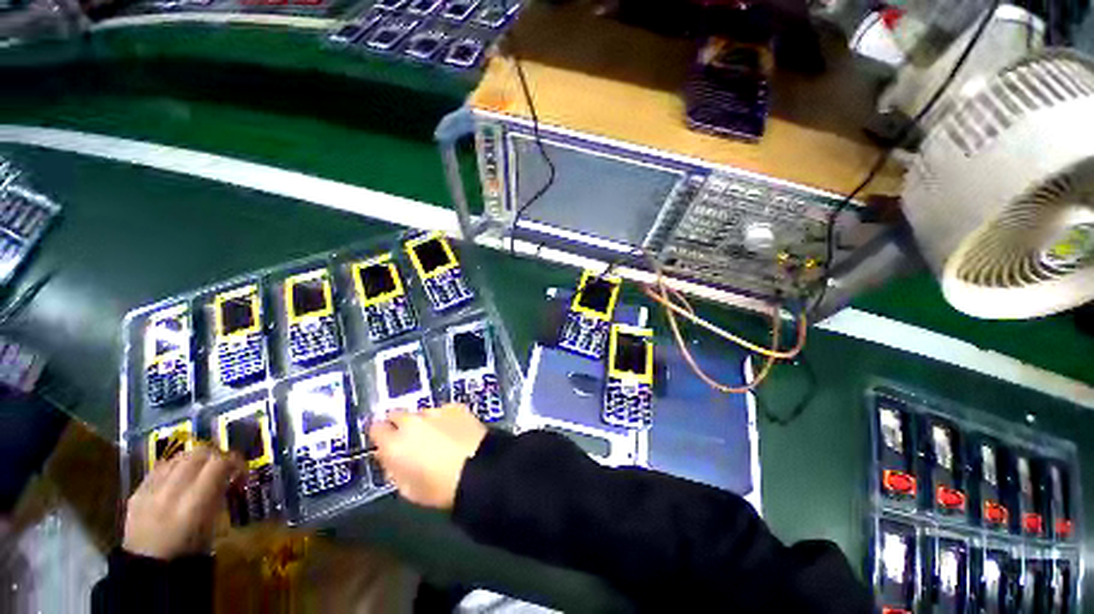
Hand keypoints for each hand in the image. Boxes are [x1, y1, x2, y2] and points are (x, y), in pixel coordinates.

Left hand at [123, 446, 243, 559]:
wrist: (147, 571)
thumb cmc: (189, 554)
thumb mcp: (213, 527)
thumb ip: (219, 497)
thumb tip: (230, 477)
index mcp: (195, 502)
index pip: (219, 463)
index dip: (235, 461)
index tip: (241, 472)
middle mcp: (172, 491)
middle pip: (199, 453)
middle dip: (215, 456)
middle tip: (223, 468)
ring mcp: (151, 490)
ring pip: (178, 457)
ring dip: (194, 460)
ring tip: (200, 474)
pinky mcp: (136, 493)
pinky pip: (159, 469)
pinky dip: (174, 469)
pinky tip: (177, 481)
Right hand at [369, 404, 486, 509]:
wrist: (478, 469)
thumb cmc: (439, 488)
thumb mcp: (407, 488)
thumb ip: (392, 467)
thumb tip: (387, 455)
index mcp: (394, 444)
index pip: (375, 428)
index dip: (380, 435)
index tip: (385, 441)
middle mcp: (411, 422)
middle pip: (398, 415)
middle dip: (401, 425)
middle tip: (412, 440)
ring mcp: (435, 411)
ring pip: (422, 413)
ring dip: (425, 422)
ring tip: (439, 437)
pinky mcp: (455, 407)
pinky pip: (443, 411)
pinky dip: (445, 419)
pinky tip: (454, 431)